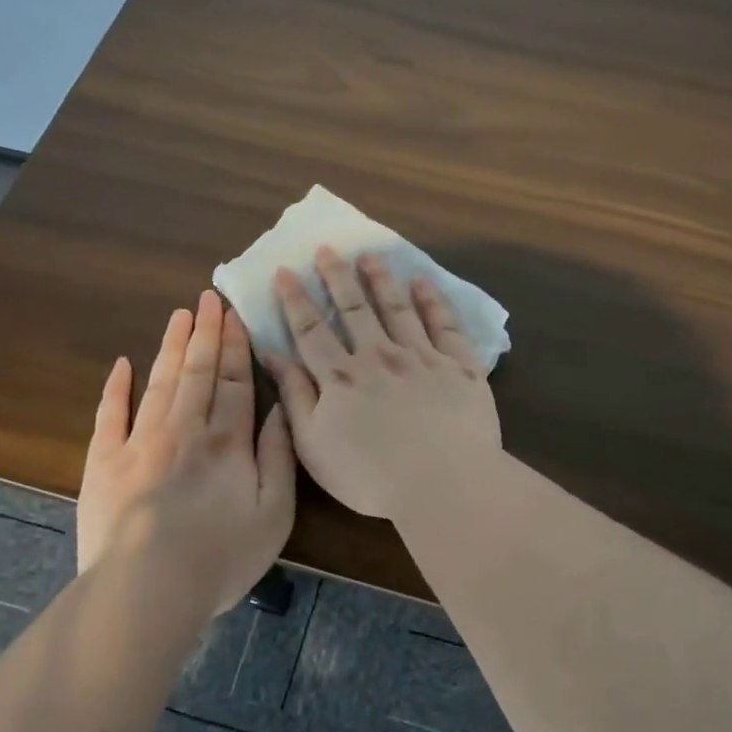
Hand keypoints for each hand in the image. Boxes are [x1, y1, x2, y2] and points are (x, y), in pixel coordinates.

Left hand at [77, 290, 295, 619]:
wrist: (147, 588)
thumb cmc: (221, 556)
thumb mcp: (275, 512)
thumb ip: (278, 457)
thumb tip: (278, 410)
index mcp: (228, 442)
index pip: (236, 382)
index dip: (237, 346)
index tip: (236, 314)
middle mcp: (185, 430)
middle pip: (198, 371)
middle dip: (206, 333)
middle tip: (208, 297)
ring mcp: (141, 442)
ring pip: (160, 383)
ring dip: (171, 346)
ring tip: (179, 315)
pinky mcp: (105, 462)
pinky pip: (110, 415)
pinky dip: (116, 388)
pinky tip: (122, 364)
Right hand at [264, 248, 500, 519]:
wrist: (444, 482)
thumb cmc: (371, 475)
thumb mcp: (314, 445)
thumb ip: (295, 397)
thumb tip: (272, 355)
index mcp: (342, 377)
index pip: (312, 330)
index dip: (296, 300)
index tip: (285, 271)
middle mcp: (379, 356)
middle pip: (354, 309)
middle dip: (338, 277)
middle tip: (328, 249)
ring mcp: (422, 357)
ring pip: (397, 308)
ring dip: (381, 280)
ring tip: (370, 256)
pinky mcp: (459, 366)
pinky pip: (445, 325)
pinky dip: (432, 301)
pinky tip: (423, 282)